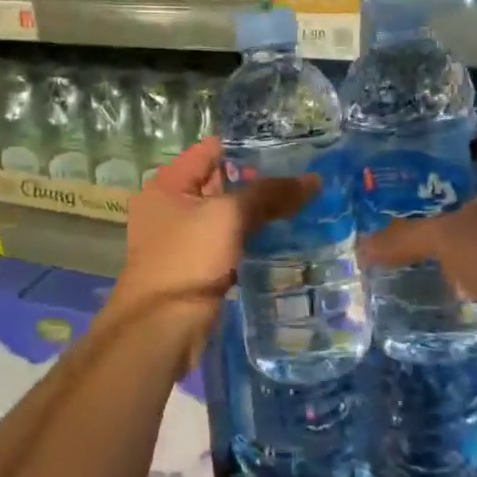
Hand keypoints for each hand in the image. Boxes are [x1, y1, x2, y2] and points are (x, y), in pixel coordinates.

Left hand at [110, 138, 317, 335]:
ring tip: (303, 202)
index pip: (211, 150)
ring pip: (227, 216)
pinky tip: (285, 236)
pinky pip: (229, 243)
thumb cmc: (187, 260)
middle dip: (259, 180)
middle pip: (220, 182)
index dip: (247, 146)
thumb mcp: (228, 217)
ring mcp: (183, 239)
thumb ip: (269, 194)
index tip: (287, 146)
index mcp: (167, 184)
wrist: (162, 330)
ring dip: (258, 212)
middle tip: (304, 175)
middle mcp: (170, 206)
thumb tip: (314, 180)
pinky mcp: (198, 267)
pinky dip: (252, 239)